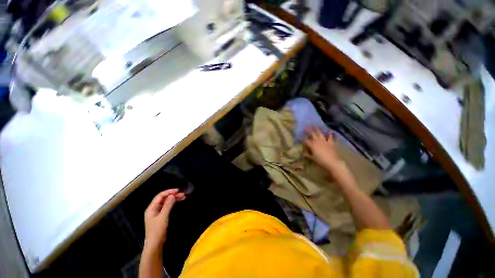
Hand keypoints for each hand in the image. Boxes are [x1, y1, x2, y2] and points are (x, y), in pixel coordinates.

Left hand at [144, 189, 185, 249]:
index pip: (160, 196)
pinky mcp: (161, 216)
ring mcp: (157, 212)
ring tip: (183, 197)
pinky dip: (173, 203)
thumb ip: (168, 205)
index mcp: (151, 208)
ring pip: (166, 202)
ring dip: (174, 199)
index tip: (178, 190)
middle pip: (163, 198)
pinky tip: (178, 202)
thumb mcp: (163, 217)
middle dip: (173, 195)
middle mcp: (153, 208)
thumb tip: (173, 195)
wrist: (155, 244)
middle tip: (183, 194)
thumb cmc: (157, 230)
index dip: (169, 192)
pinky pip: (167, 206)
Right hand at [304, 128, 341, 170]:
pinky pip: (331, 137)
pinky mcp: (331, 142)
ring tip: (316, 125)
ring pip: (320, 133)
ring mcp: (325, 141)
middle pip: (312, 134)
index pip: (305, 140)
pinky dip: (330, 133)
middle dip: (309, 130)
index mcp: (312, 145)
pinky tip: (330, 130)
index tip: (299, 136)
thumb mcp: (312, 158)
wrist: (333, 162)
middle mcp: (318, 141)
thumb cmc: (321, 161)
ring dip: (318, 129)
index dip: (302, 138)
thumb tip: (303, 152)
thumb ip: (307, 154)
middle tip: (306, 126)